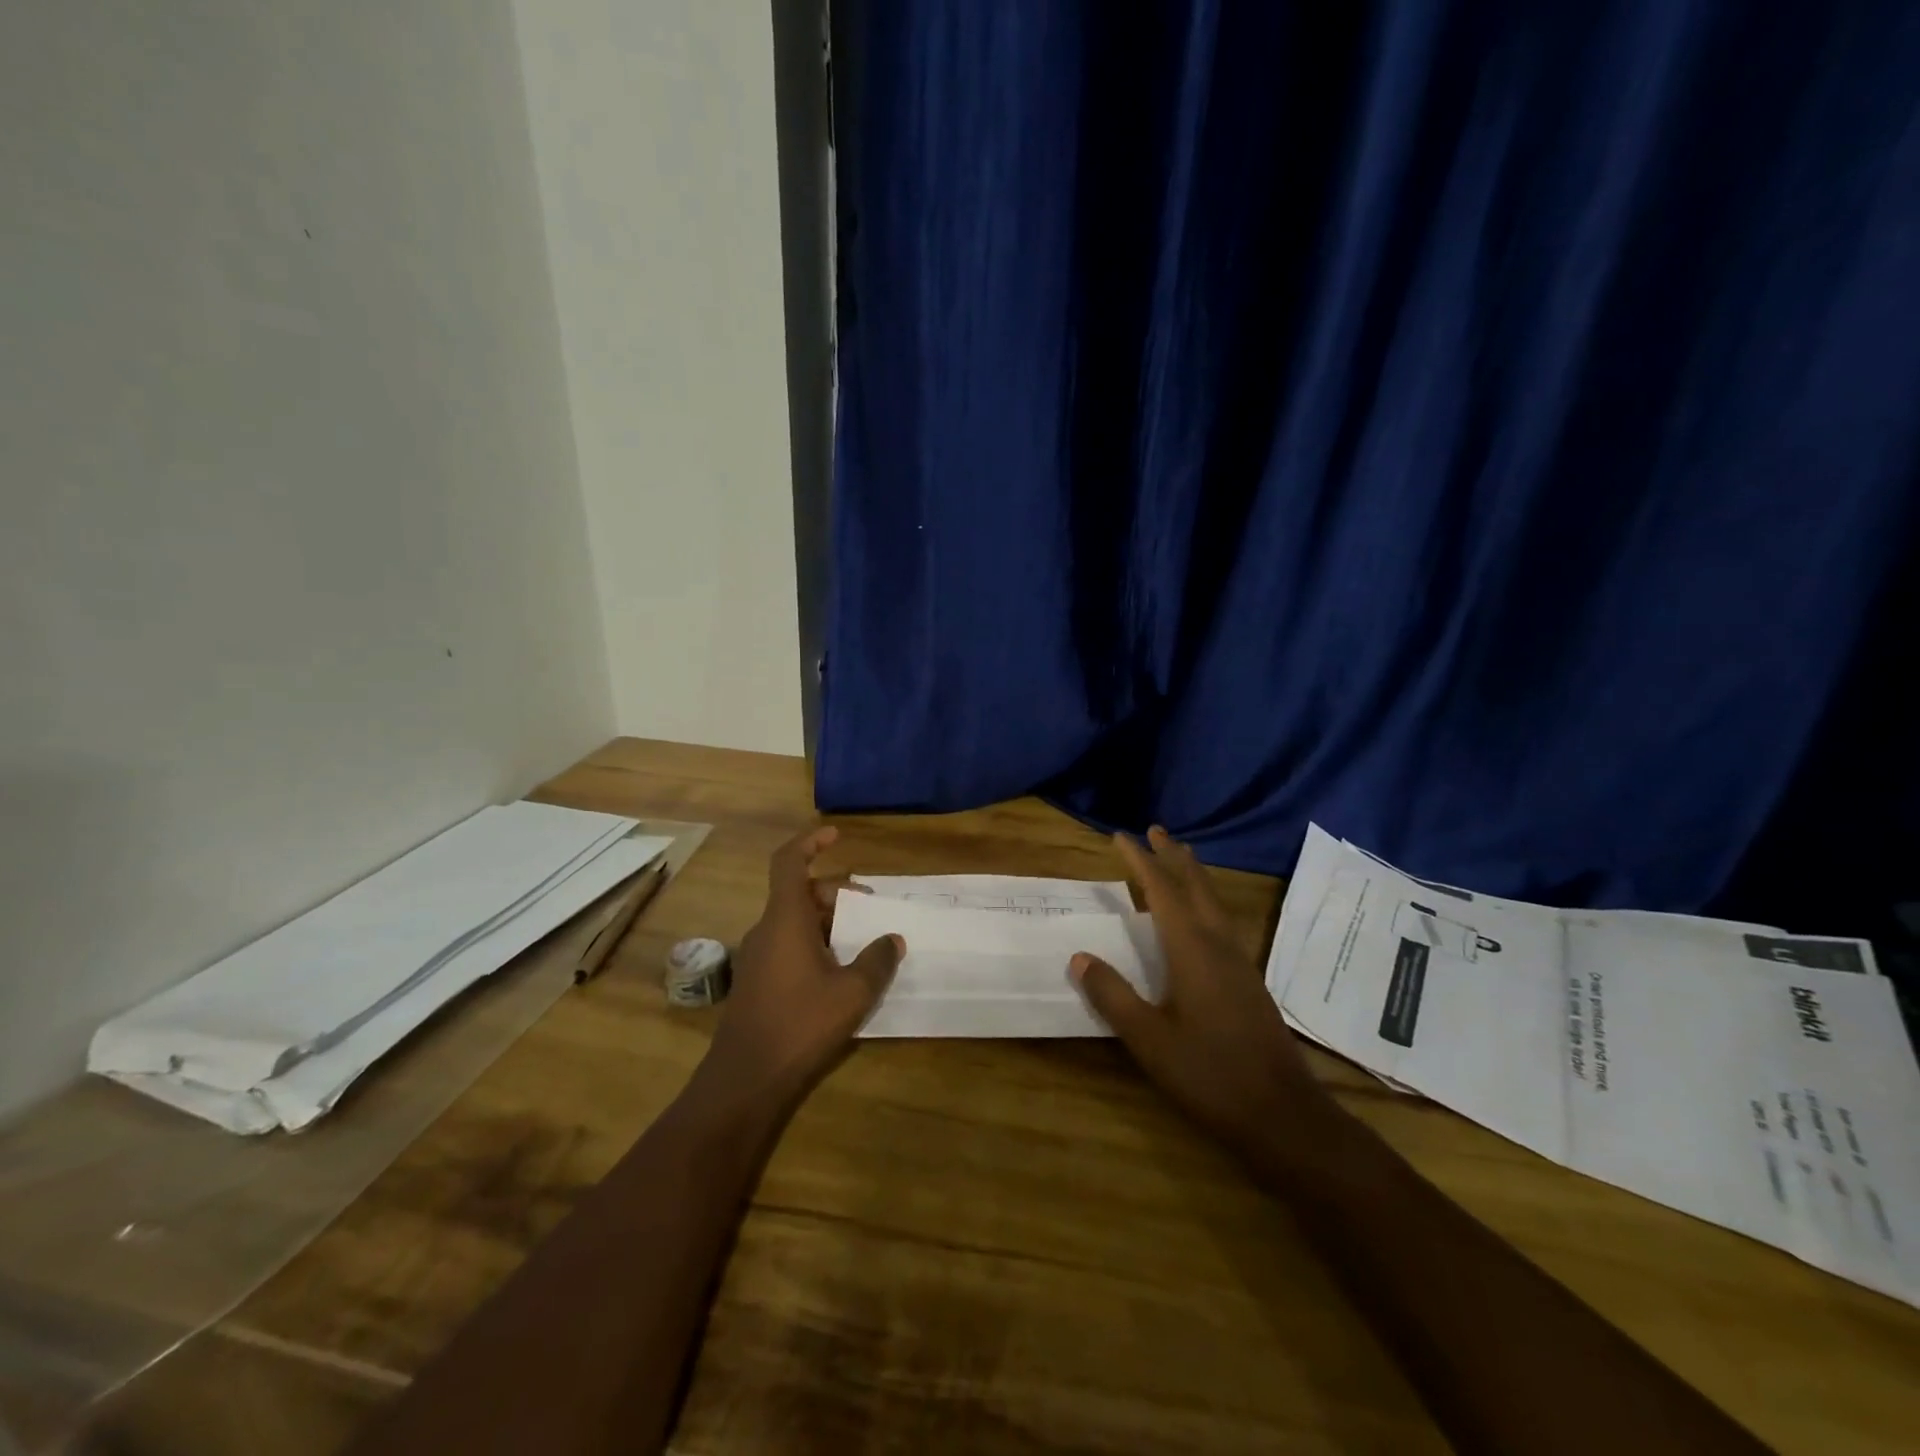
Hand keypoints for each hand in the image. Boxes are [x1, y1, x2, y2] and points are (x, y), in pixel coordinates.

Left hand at [703, 826, 902, 1099]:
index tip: (836, 834)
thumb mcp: (852, 992)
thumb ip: (876, 960)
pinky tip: (841, 970)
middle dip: (837, 893)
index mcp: (785, 919)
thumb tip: (893, 939)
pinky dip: (816, 942)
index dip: (810, 842)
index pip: (789, 862)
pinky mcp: (759, 981)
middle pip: (801, 893)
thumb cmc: (800, 1024)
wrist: (745, 1079)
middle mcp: (767, 929)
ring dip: (829, 921)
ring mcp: (759, 956)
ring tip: (863, 939)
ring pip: (796, 921)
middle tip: (871, 907)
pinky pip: (789, 944)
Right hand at [1071, 827, 1323, 1151]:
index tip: (1120, 836)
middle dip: (1173, 856)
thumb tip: (1080, 957)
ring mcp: (1239, 962)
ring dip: (1193, 875)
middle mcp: (1219, 945)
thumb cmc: (1209, 1073)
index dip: (1140, 861)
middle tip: (1156, 830)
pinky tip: (1200, 917)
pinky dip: (1204, 901)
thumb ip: (1113, 996)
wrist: (1282, 1114)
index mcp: (1192, 950)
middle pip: (1196, 886)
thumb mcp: (1148, 1039)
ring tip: (1179, 858)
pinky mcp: (1249, 981)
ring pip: (1214, 903)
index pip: (1162, 891)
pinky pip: (1222, 922)